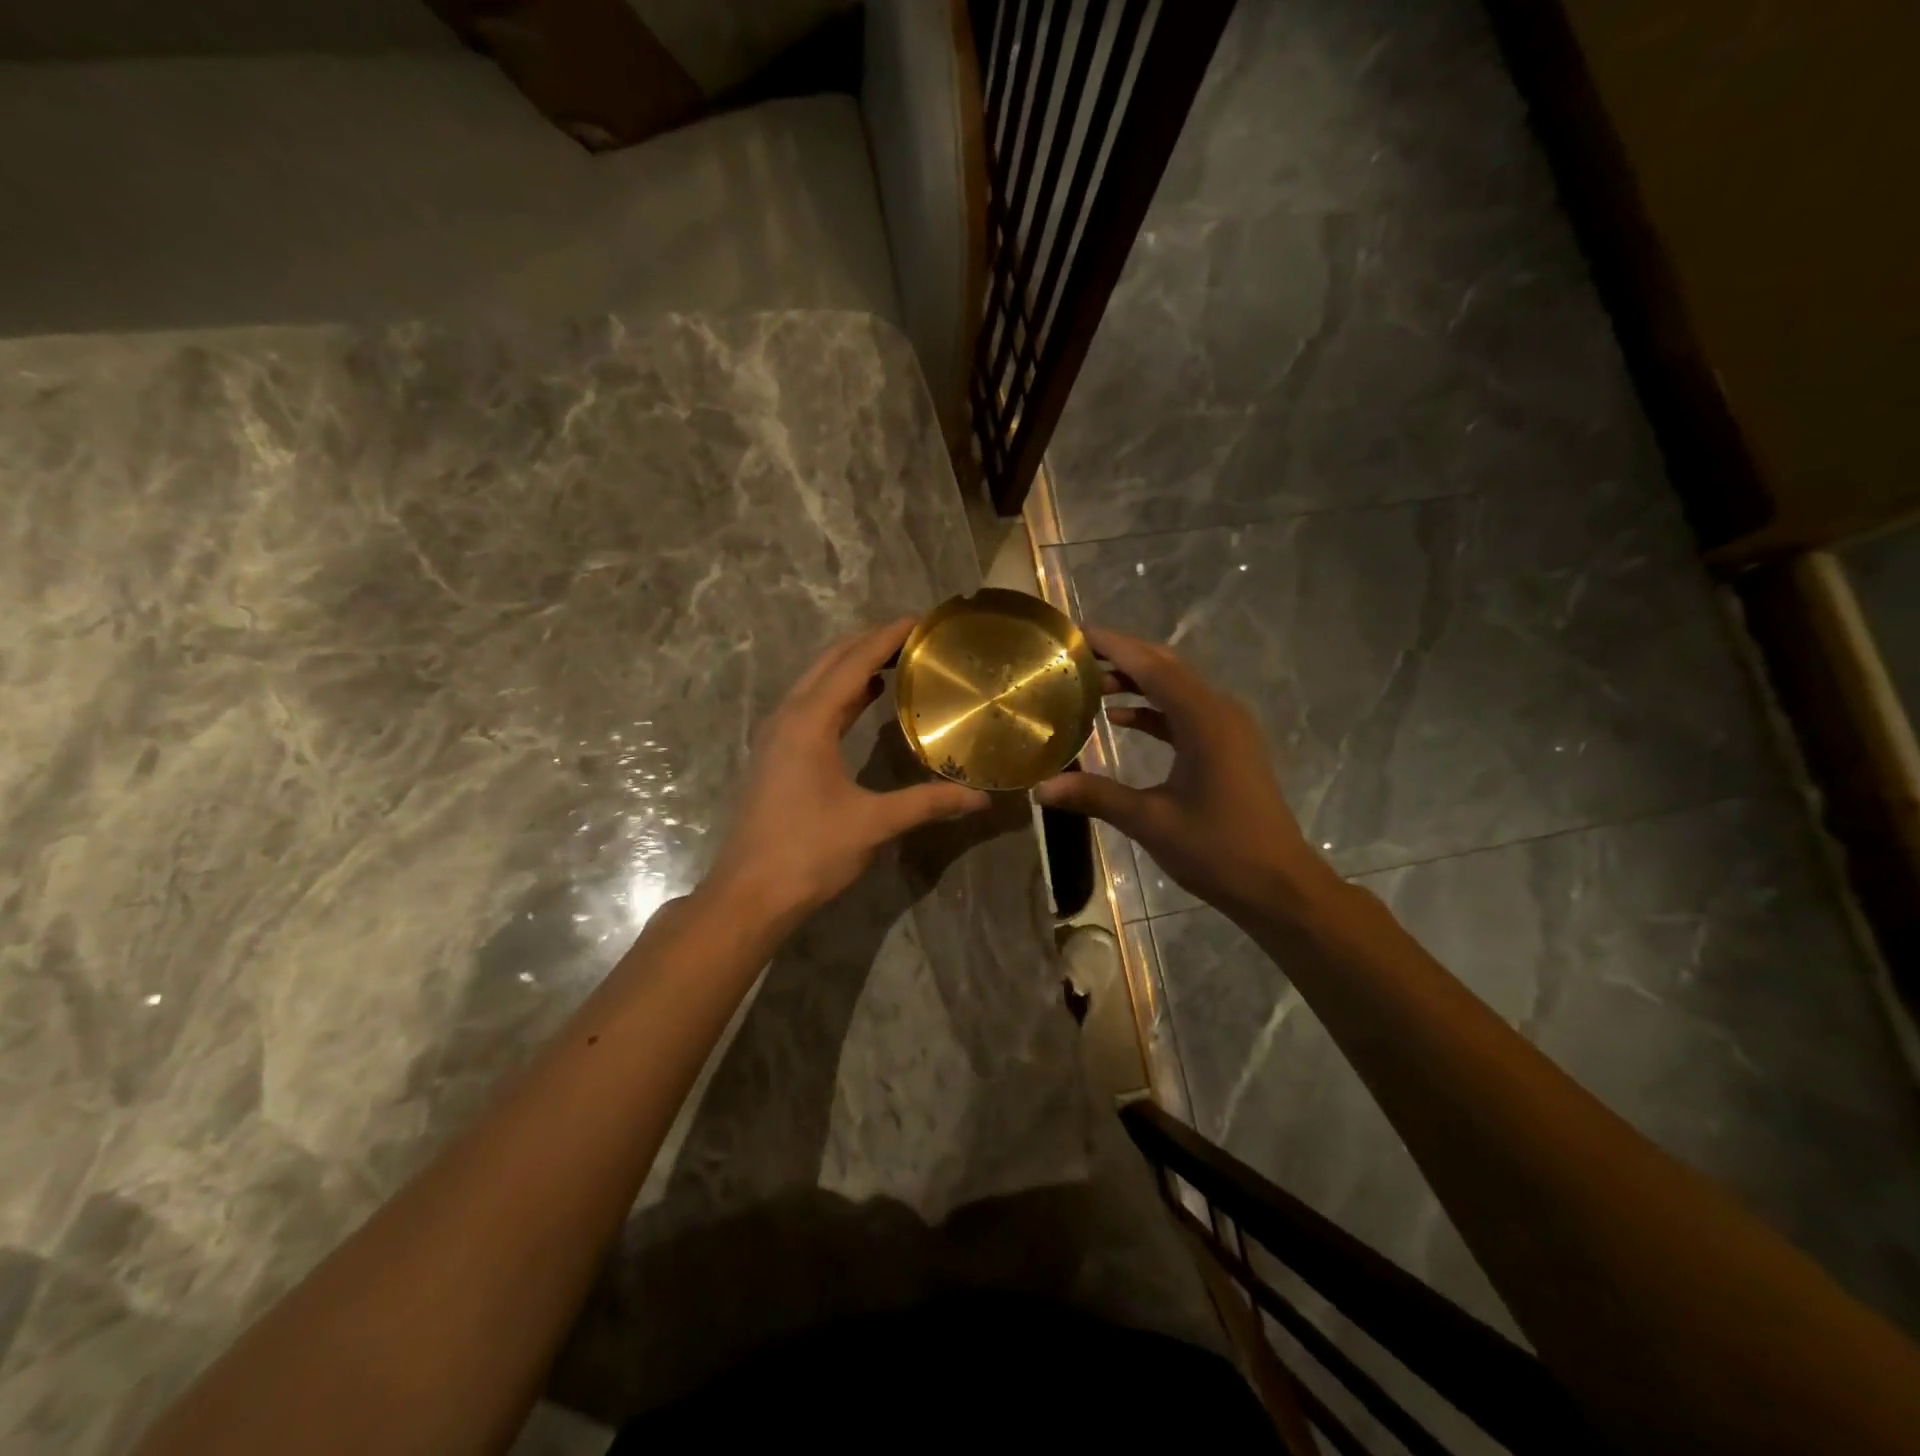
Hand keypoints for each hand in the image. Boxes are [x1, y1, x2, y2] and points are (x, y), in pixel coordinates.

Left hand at [706, 618, 990, 927]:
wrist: (749, 894)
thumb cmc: (809, 852)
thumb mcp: (874, 824)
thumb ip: (928, 803)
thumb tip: (980, 799)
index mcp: (809, 721)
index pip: (853, 662)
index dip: (887, 637)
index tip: (921, 621)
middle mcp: (788, 716)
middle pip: (829, 662)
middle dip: (869, 643)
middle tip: (914, 638)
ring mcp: (776, 736)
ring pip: (815, 682)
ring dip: (851, 666)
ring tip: (895, 661)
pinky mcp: (775, 755)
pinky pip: (809, 705)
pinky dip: (839, 693)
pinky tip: (862, 702)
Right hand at [1035, 626, 1330, 919]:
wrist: (1278, 885)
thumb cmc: (1218, 850)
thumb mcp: (1151, 821)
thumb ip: (1095, 796)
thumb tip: (1040, 788)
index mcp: (1204, 720)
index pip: (1151, 666)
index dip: (1112, 646)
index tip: (1075, 633)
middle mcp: (1219, 711)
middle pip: (1165, 668)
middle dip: (1121, 657)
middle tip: (1075, 656)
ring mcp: (1227, 728)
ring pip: (1175, 688)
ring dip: (1136, 682)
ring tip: (1089, 684)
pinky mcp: (1227, 746)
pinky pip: (1183, 712)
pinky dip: (1152, 710)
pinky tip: (1119, 718)